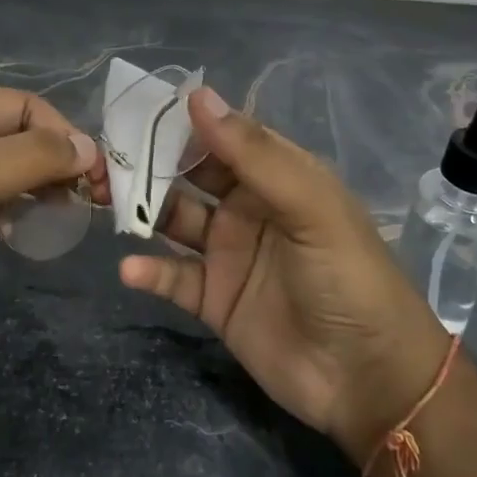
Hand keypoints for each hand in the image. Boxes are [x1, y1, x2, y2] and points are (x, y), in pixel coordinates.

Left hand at [0, 84, 102, 338]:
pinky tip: (17, 232)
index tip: (95, 182)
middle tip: (84, 205)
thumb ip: (35, 157)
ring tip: (56, 221)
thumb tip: (90, 148)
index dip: (66, 138)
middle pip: (18, 135)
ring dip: (33, 189)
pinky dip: (7, 208)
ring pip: (5, 167)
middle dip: (53, 166)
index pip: (29, 107)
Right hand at [120, 87, 449, 465]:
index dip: (185, 122)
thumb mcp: (309, 206)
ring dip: (141, 209)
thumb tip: (197, 96)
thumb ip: (253, 154)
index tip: (138, 109)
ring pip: (174, 220)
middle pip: (190, 175)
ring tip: (105, 199)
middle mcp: (248, 208)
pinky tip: (130, 267)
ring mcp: (229, 254)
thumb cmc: (348, 278)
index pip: (224, 136)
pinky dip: (149, 270)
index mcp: (276, 177)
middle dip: (151, 162)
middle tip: (108, 155)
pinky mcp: (214, 299)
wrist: (370, 380)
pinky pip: (173, 276)